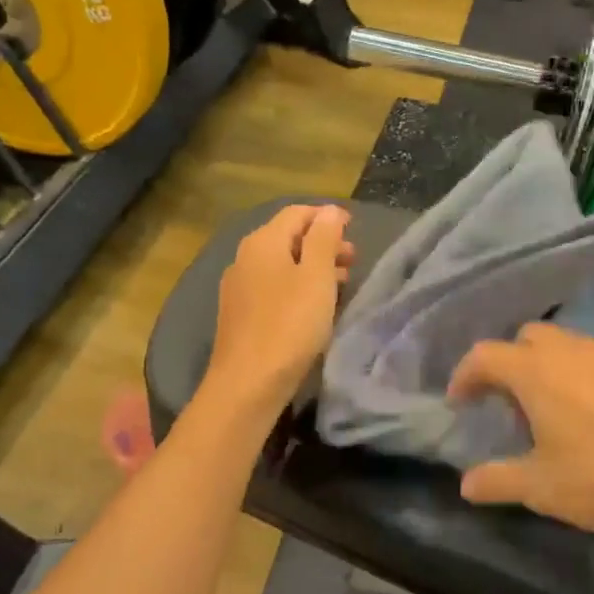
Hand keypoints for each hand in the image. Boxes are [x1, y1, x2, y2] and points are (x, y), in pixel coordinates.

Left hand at [205, 204, 353, 409]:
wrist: (248, 383)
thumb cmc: (289, 324)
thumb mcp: (316, 277)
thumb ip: (324, 238)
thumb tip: (330, 211)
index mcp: (263, 242)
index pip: (297, 213)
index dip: (327, 216)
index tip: (354, 228)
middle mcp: (245, 257)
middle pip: (288, 237)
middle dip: (322, 243)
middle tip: (353, 258)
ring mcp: (239, 287)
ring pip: (282, 264)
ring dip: (313, 266)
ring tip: (342, 282)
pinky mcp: (240, 313)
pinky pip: (273, 287)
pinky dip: (297, 286)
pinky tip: (314, 305)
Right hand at [447, 324, 593, 548]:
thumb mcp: (541, 488)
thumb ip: (497, 481)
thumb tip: (465, 486)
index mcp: (537, 372)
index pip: (485, 356)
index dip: (466, 375)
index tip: (460, 402)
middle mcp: (575, 352)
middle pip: (530, 337)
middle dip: (513, 361)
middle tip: (512, 402)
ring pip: (575, 345)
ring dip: (558, 366)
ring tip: (563, 408)